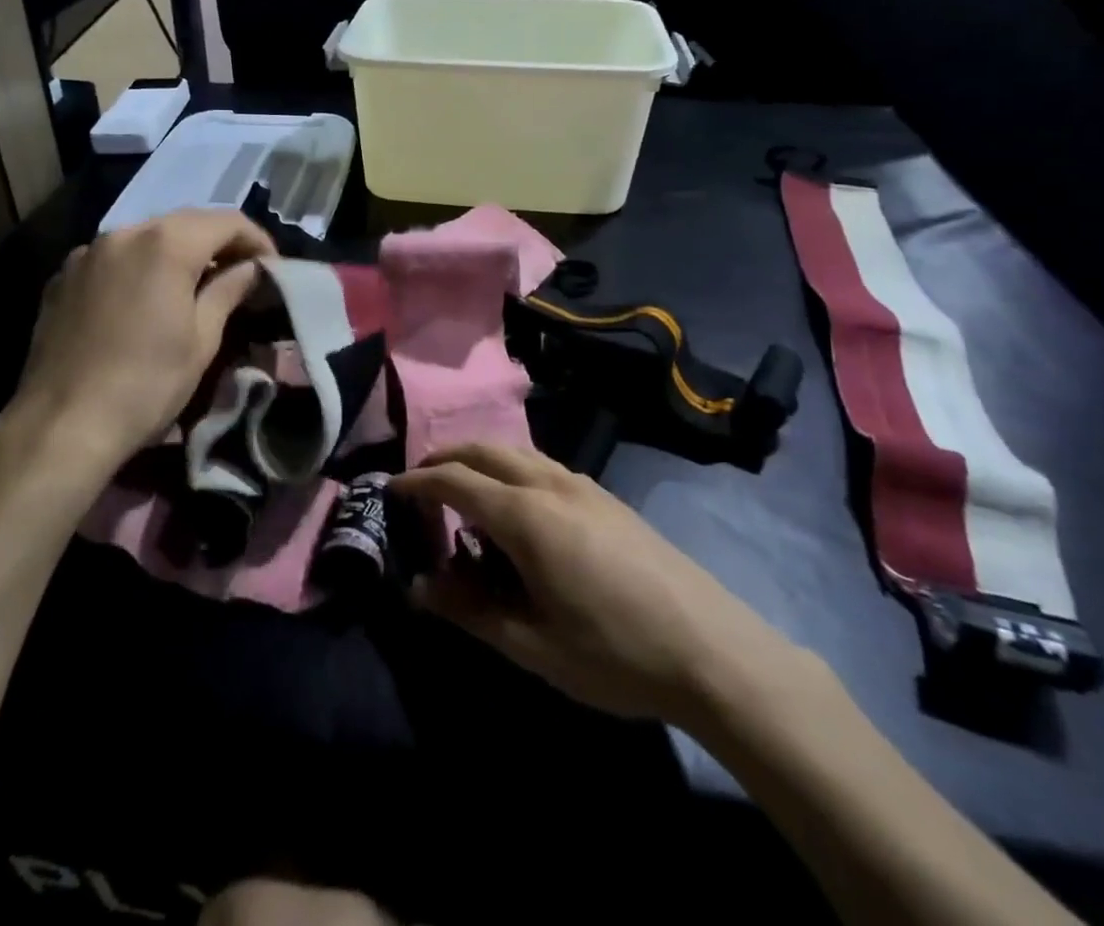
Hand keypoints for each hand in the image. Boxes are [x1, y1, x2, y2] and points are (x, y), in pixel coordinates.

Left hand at [0, 210, 275, 483]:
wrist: (61, 427)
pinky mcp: (63, 277)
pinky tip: (146, 300)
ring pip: (147, 237)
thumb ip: (229, 290)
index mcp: (166, 243)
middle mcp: (124, 233)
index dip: (257, 240)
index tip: (272, 269)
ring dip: (179, 252)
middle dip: (219, 243)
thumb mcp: (202, 340)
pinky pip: (114, 258)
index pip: (227, 221)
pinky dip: (140, 266)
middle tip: (241, 275)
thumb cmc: (146, 384)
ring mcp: (88, 253)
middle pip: (186, 222)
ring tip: (196, 286)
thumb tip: (251, 268)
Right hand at [391, 445, 812, 733]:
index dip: (417, 483)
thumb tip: (419, 587)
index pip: (455, 480)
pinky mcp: (606, 497)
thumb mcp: (531, 644)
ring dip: (480, 462)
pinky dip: (511, 471)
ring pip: (515, 452)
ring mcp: (583, 485)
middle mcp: (550, 484)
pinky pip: (543, 466)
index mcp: (526, 515)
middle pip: (483, 450)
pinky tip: (517, 511)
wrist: (713, 650)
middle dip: (444, 458)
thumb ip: (469, 610)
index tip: (390, 492)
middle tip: (419, 485)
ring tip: (463, 497)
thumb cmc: (614, 653)